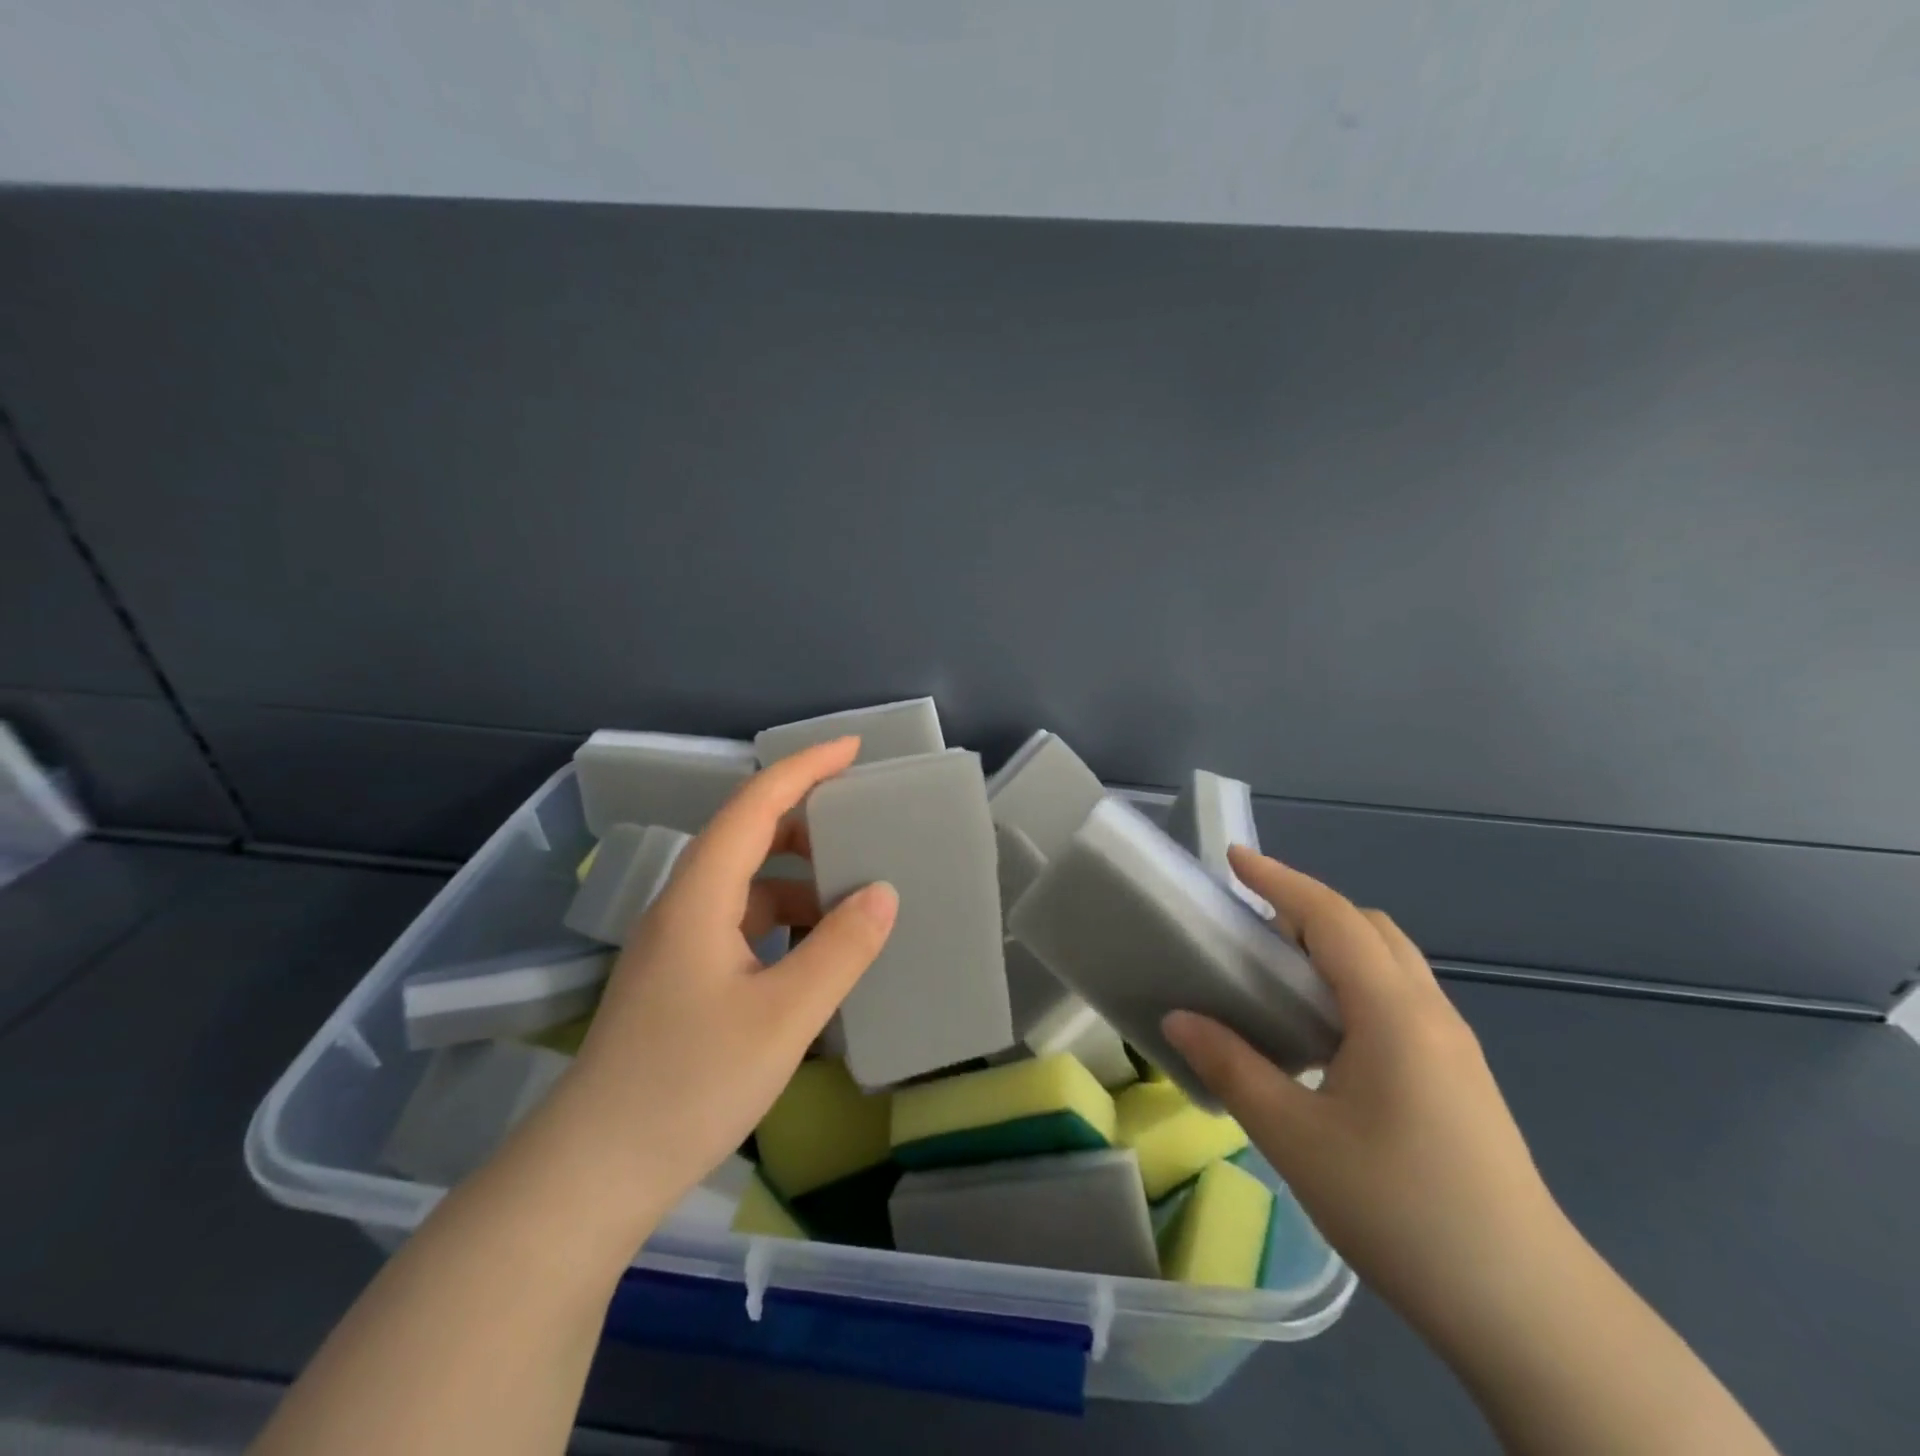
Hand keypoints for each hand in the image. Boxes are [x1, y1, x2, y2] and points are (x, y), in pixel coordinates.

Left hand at [550, 737, 897, 1220]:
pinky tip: (814, 953)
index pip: (754, 805)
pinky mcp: (679, 978)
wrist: (594, 1172)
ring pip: (745, 885)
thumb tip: (883, 892)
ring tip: (851, 895)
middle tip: (864, 826)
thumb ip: (840, 949)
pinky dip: (782, 921)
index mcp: (700, 897)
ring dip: (797, 879)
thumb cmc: (689, 1084)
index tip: (853, 750)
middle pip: (747, 837)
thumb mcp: (783, 1016)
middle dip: (807, 822)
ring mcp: (676, 944)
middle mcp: (683, 906)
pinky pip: (740, 924)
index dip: (804, 768)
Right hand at [1163, 846, 1564, 1338]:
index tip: (1232, 860)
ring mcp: (1453, 1045)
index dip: (1280, 880)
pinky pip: (1400, 996)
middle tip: (1249, 925)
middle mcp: (1429, 1012)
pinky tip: (1324, 1030)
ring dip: (1334, 943)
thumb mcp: (1296, 1138)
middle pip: (1368, 928)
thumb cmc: (1402, 1210)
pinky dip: (1354, 980)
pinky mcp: (1460, 1076)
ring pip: (1390, 961)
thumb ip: (1232, 1067)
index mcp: (1393, 1012)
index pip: (1331, 917)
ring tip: (1278, 971)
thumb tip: (1179, 1018)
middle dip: (1307, 907)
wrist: (1528, 1310)